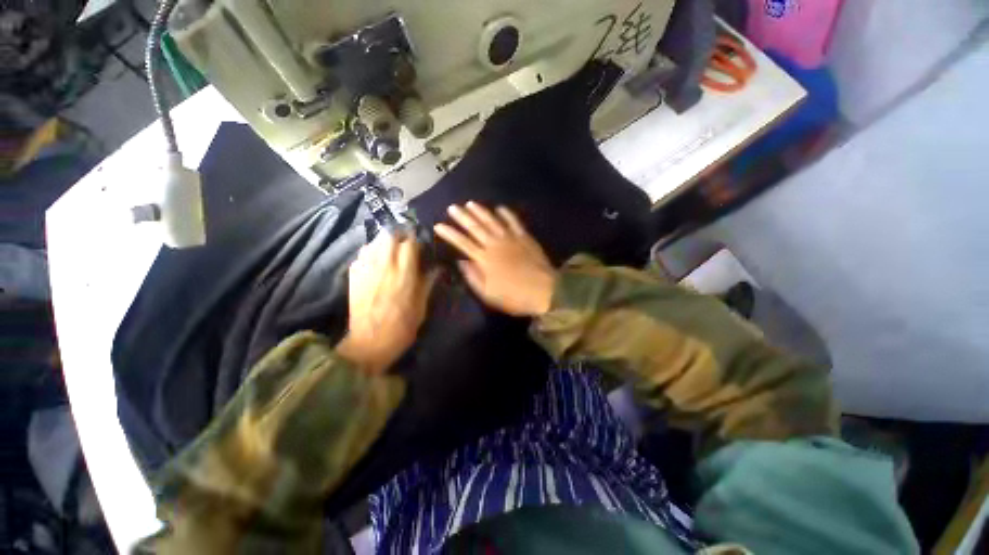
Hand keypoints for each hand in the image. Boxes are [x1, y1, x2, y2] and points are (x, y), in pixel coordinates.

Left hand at [338, 234, 437, 373]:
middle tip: (404, 242)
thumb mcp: (421, 306)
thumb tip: (437, 268)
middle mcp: (384, 267)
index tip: (419, 243)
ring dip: (383, 242)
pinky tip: (375, 262)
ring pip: (372, 242)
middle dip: (398, 235)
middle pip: (388, 235)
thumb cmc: (402, 326)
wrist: (370, 343)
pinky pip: (361, 254)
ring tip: (389, 250)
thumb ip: (428, 283)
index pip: (409, 244)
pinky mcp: (353, 276)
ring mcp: (366, 270)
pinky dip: (369, 253)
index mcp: (404, 274)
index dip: (415, 240)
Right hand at [434, 202, 555, 316]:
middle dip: (462, 217)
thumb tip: (462, 261)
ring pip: (492, 221)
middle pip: (476, 228)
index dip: (450, 233)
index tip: (439, 225)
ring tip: (470, 203)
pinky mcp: (525, 237)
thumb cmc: (514, 297)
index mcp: (485, 259)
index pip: (463, 243)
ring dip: (480, 211)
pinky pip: (514, 222)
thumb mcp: (488, 294)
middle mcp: (495, 244)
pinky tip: (500, 208)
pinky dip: (506, 214)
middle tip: (452, 207)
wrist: (544, 291)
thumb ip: (473, 277)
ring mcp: (511, 239)